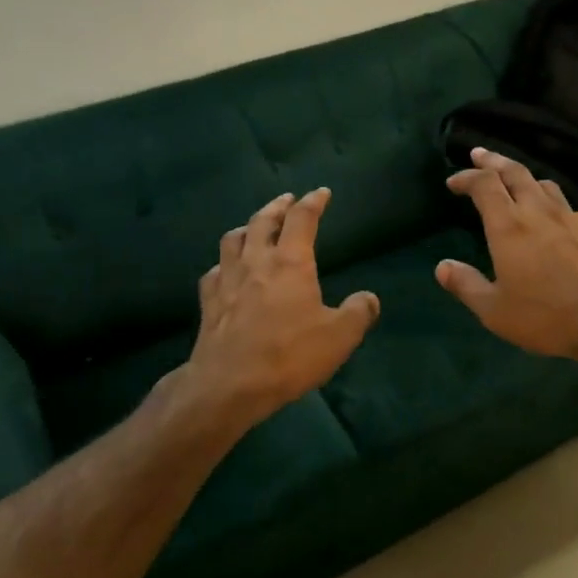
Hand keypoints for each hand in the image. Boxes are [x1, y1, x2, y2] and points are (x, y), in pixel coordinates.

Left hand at [181, 189, 378, 432]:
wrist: (229, 384)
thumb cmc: (289, 355)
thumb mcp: (339, 337)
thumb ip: (358, 312)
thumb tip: (368, 298)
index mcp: (290, 262)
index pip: (303, 219)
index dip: (313, 202)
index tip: (321, 193)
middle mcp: (256, 261)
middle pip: (264, 221)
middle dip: (278, 206)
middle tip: (287, 200)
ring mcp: (227, 279)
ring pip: (234, 239)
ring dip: (247, 227)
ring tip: (255, 227)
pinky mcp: (208, 302)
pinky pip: (214, 271)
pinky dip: (224, 263)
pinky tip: (226, 270)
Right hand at [436, 150, 577, 367]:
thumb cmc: (547, 316)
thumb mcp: (495, 311)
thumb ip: (466, 285)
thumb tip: (442, 265)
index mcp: (508, 225)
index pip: (484, 184)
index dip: (467, 177)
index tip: (453, 181)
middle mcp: (537, 211)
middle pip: (514, 172)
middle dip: (493, 160)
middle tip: (479, 154)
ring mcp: (569, 217)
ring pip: (542, 182)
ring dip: (523, 175)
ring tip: (514, 179)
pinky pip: (565, 202)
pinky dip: (549, 199)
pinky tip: (552, 213)